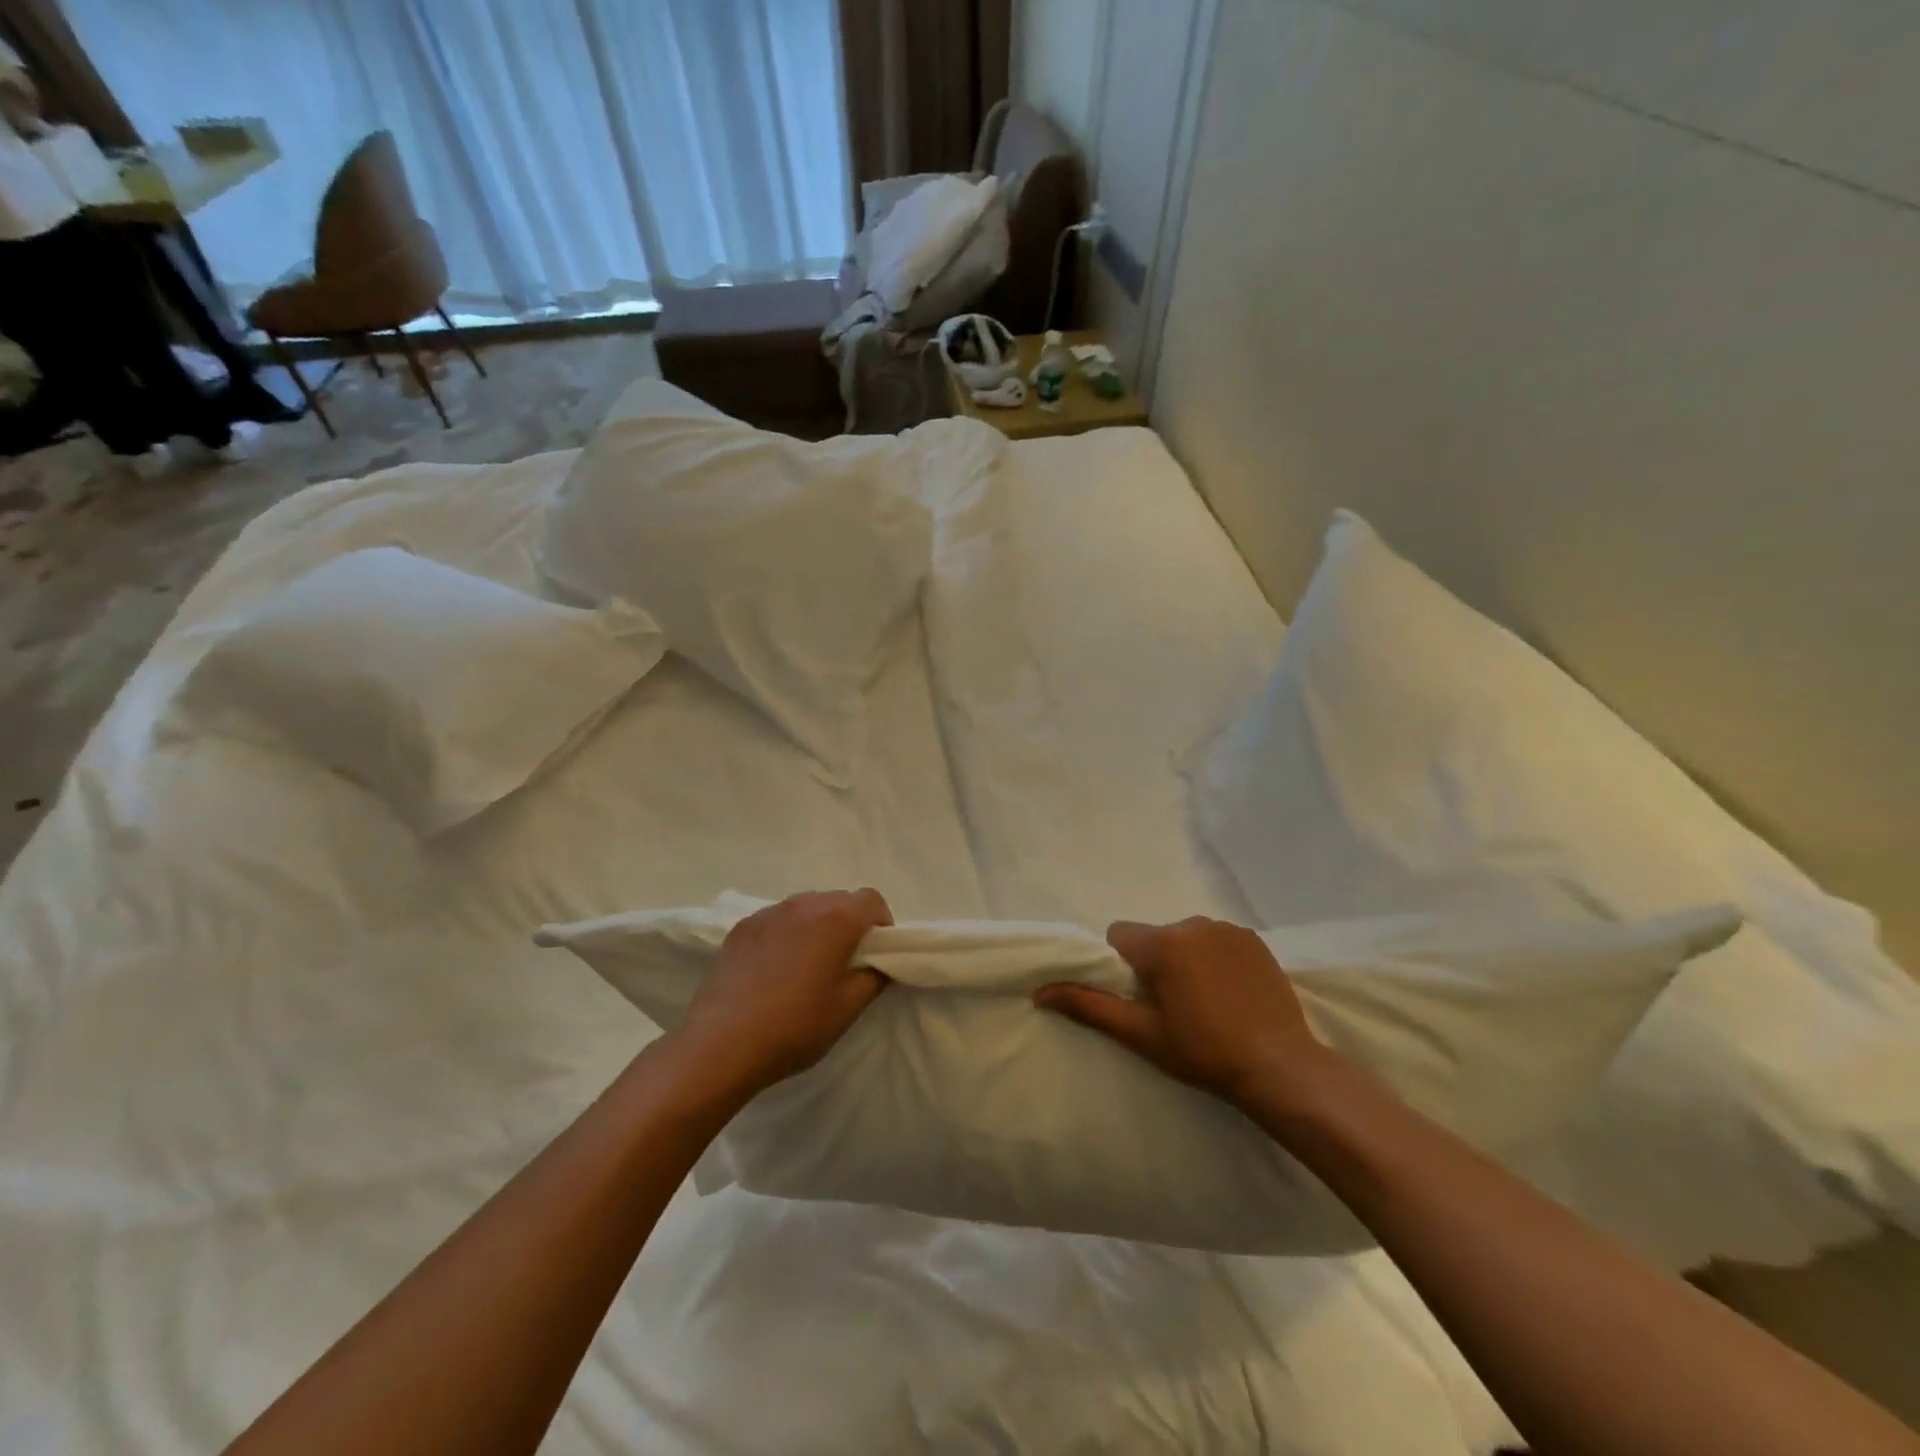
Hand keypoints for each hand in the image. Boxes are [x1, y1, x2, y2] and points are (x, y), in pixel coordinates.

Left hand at [674, 889, 893, 1096]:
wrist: (720, 1045)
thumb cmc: (794, 1027)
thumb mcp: (847, 1009)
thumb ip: (874, 978)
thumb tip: (880, 963)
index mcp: (835, 919)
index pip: (872, 900)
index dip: (882, 923)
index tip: (876, 953)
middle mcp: (803, 905)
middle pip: (840, 899)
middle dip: (851, 922)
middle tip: (846, 961)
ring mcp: (768, 913)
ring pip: (807, 907)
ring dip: (818, 925)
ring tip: (809, 964)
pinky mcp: (742, 927)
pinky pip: (778, 919)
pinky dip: (788, 933)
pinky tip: (776, 969)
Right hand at [1034, 917, 1332, 1112]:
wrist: (1281, 1067)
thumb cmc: (1203, 1052)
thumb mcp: (1142, 1034)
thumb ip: (1089, 1006)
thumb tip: (1040, 992)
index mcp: (1163, 943)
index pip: (1119, 936)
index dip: (1121, 967)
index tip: (1140, 999)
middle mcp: (1193, 923)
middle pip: (1153, 936)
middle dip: (1154, 963)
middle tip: (1172, 1007)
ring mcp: (1227, 928)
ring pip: (1185, 936)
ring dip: (1184, 959)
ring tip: (1204, 1001)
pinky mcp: (1253, 938)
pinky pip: (1217, 939)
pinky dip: (1214, 957)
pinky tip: (1230, 992)